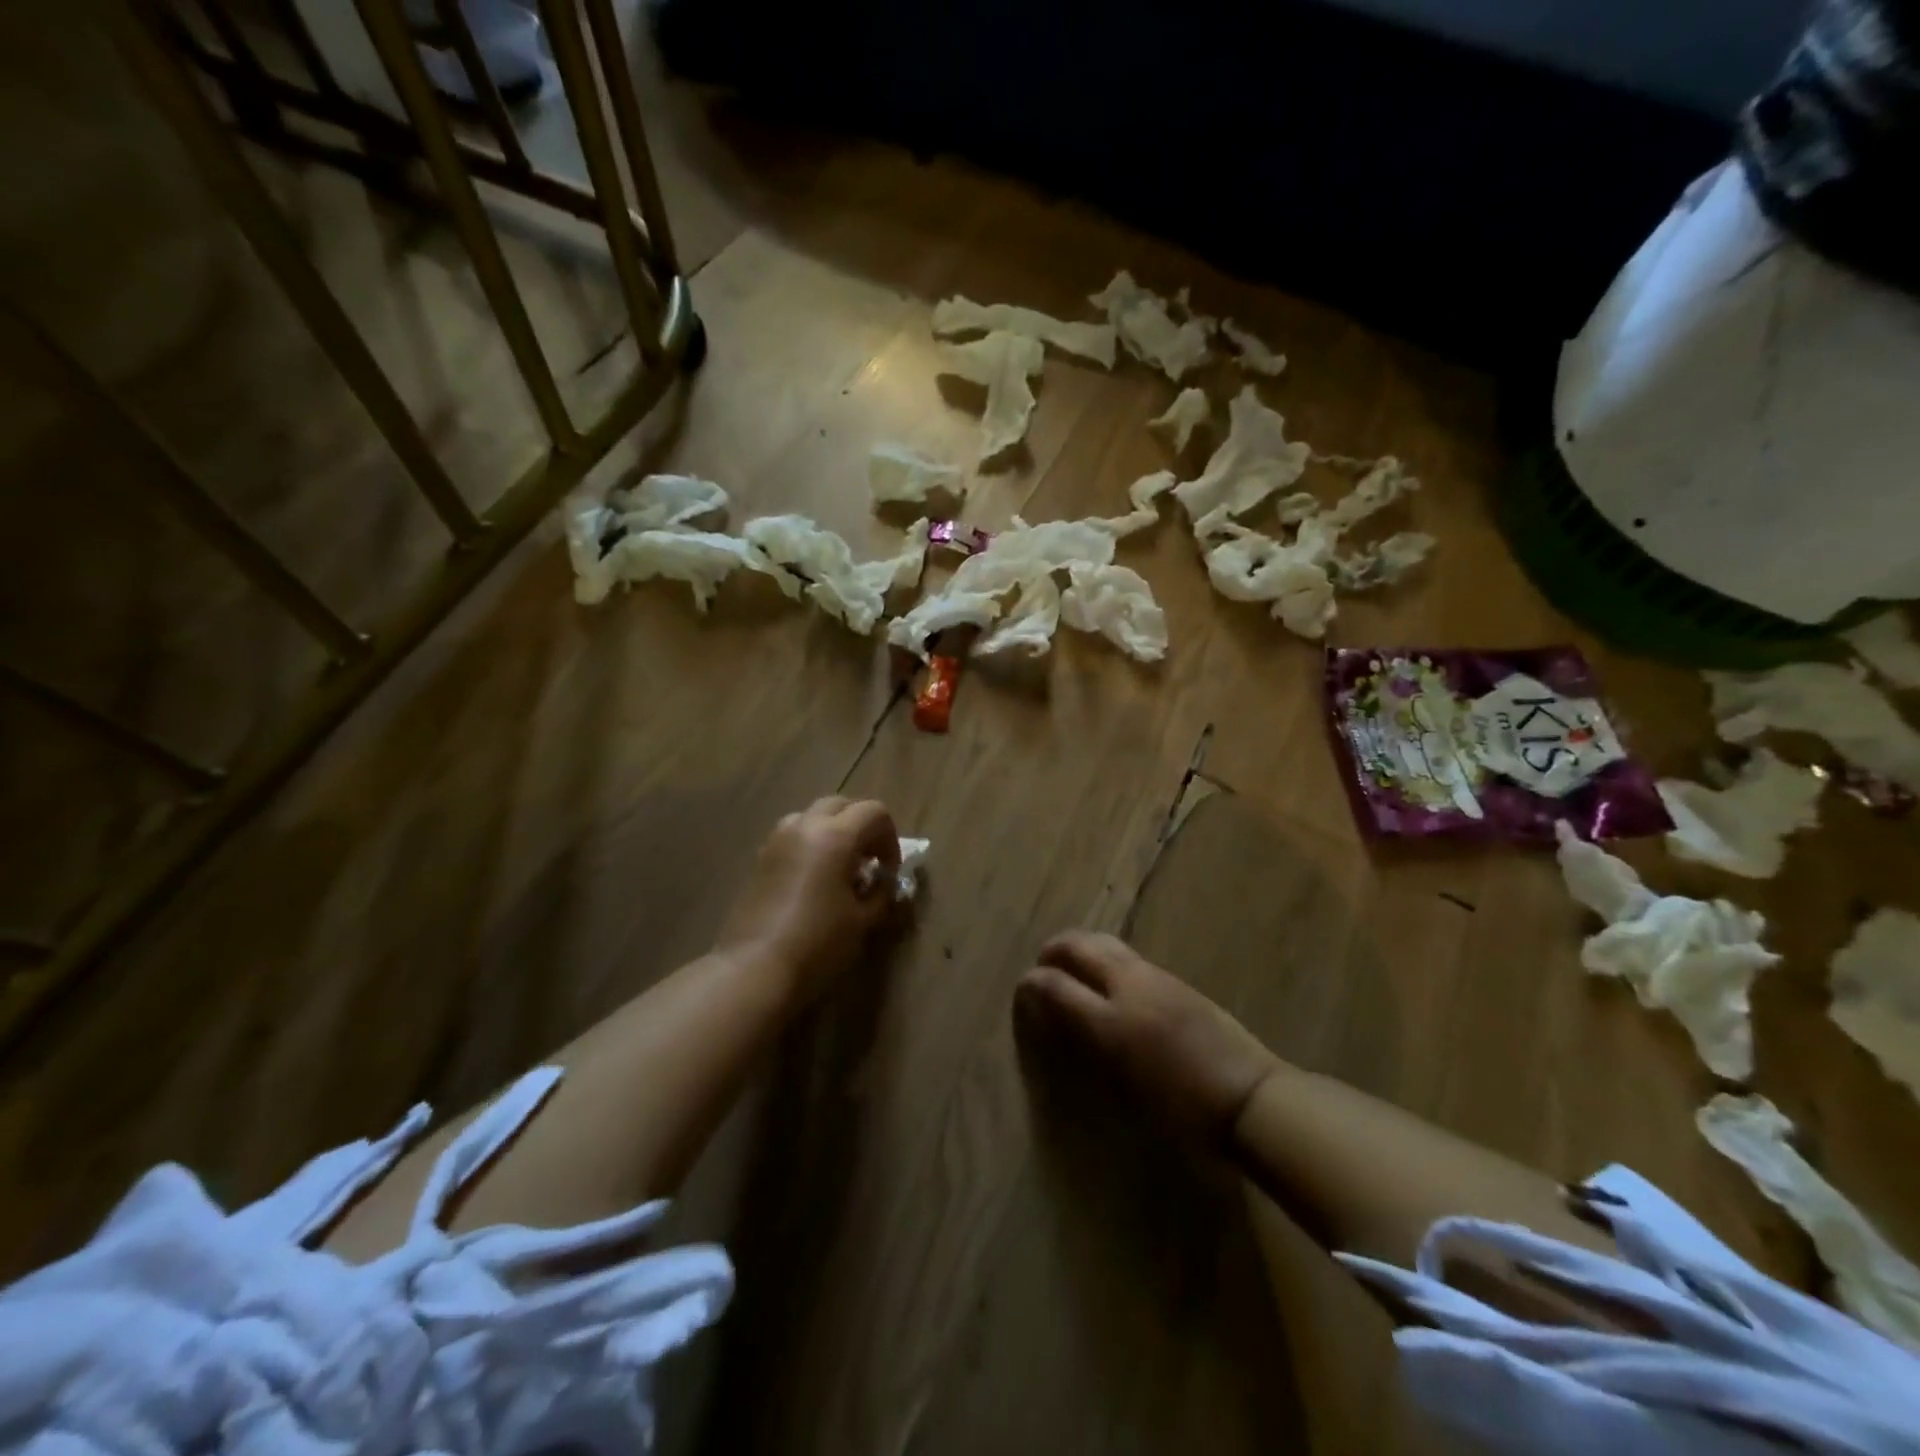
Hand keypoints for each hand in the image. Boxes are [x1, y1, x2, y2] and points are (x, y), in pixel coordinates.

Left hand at [717, 797, 900, 997]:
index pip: (874, 812)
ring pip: (813, 816)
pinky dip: (811, 844)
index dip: (890, 838)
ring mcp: (778, 839)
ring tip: (841, 868)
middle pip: (842, 805)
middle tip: (869, 860)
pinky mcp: (761, 857)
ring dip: (834, 831)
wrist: (755, 966)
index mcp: (835, 835)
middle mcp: (805, 825)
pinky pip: (794, 835)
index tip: (889, 870)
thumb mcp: (863, 919)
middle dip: (862, 826)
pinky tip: (815, 880)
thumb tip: (882, 880)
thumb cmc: (818, 942)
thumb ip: (880, 891)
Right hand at [1016, 931, 1279, 1143]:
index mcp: (1112, 1018)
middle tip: (1043, 965)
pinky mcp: (1176, 982)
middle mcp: (1130, 986)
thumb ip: (1085, 1044)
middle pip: (1081, 946)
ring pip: (1106, 944)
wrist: (1250, 1097)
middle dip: (1055, 950)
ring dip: (1081, 948)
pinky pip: (1127, 956)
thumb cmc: (1183, 1107)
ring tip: (1071, 966)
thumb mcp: (1124, 1085)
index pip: (1057, 986)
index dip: (1033, 985)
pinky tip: (1108, 978)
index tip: (1021, 989)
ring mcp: (1156, 978)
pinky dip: (1105, 957)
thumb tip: (1055, 1017)